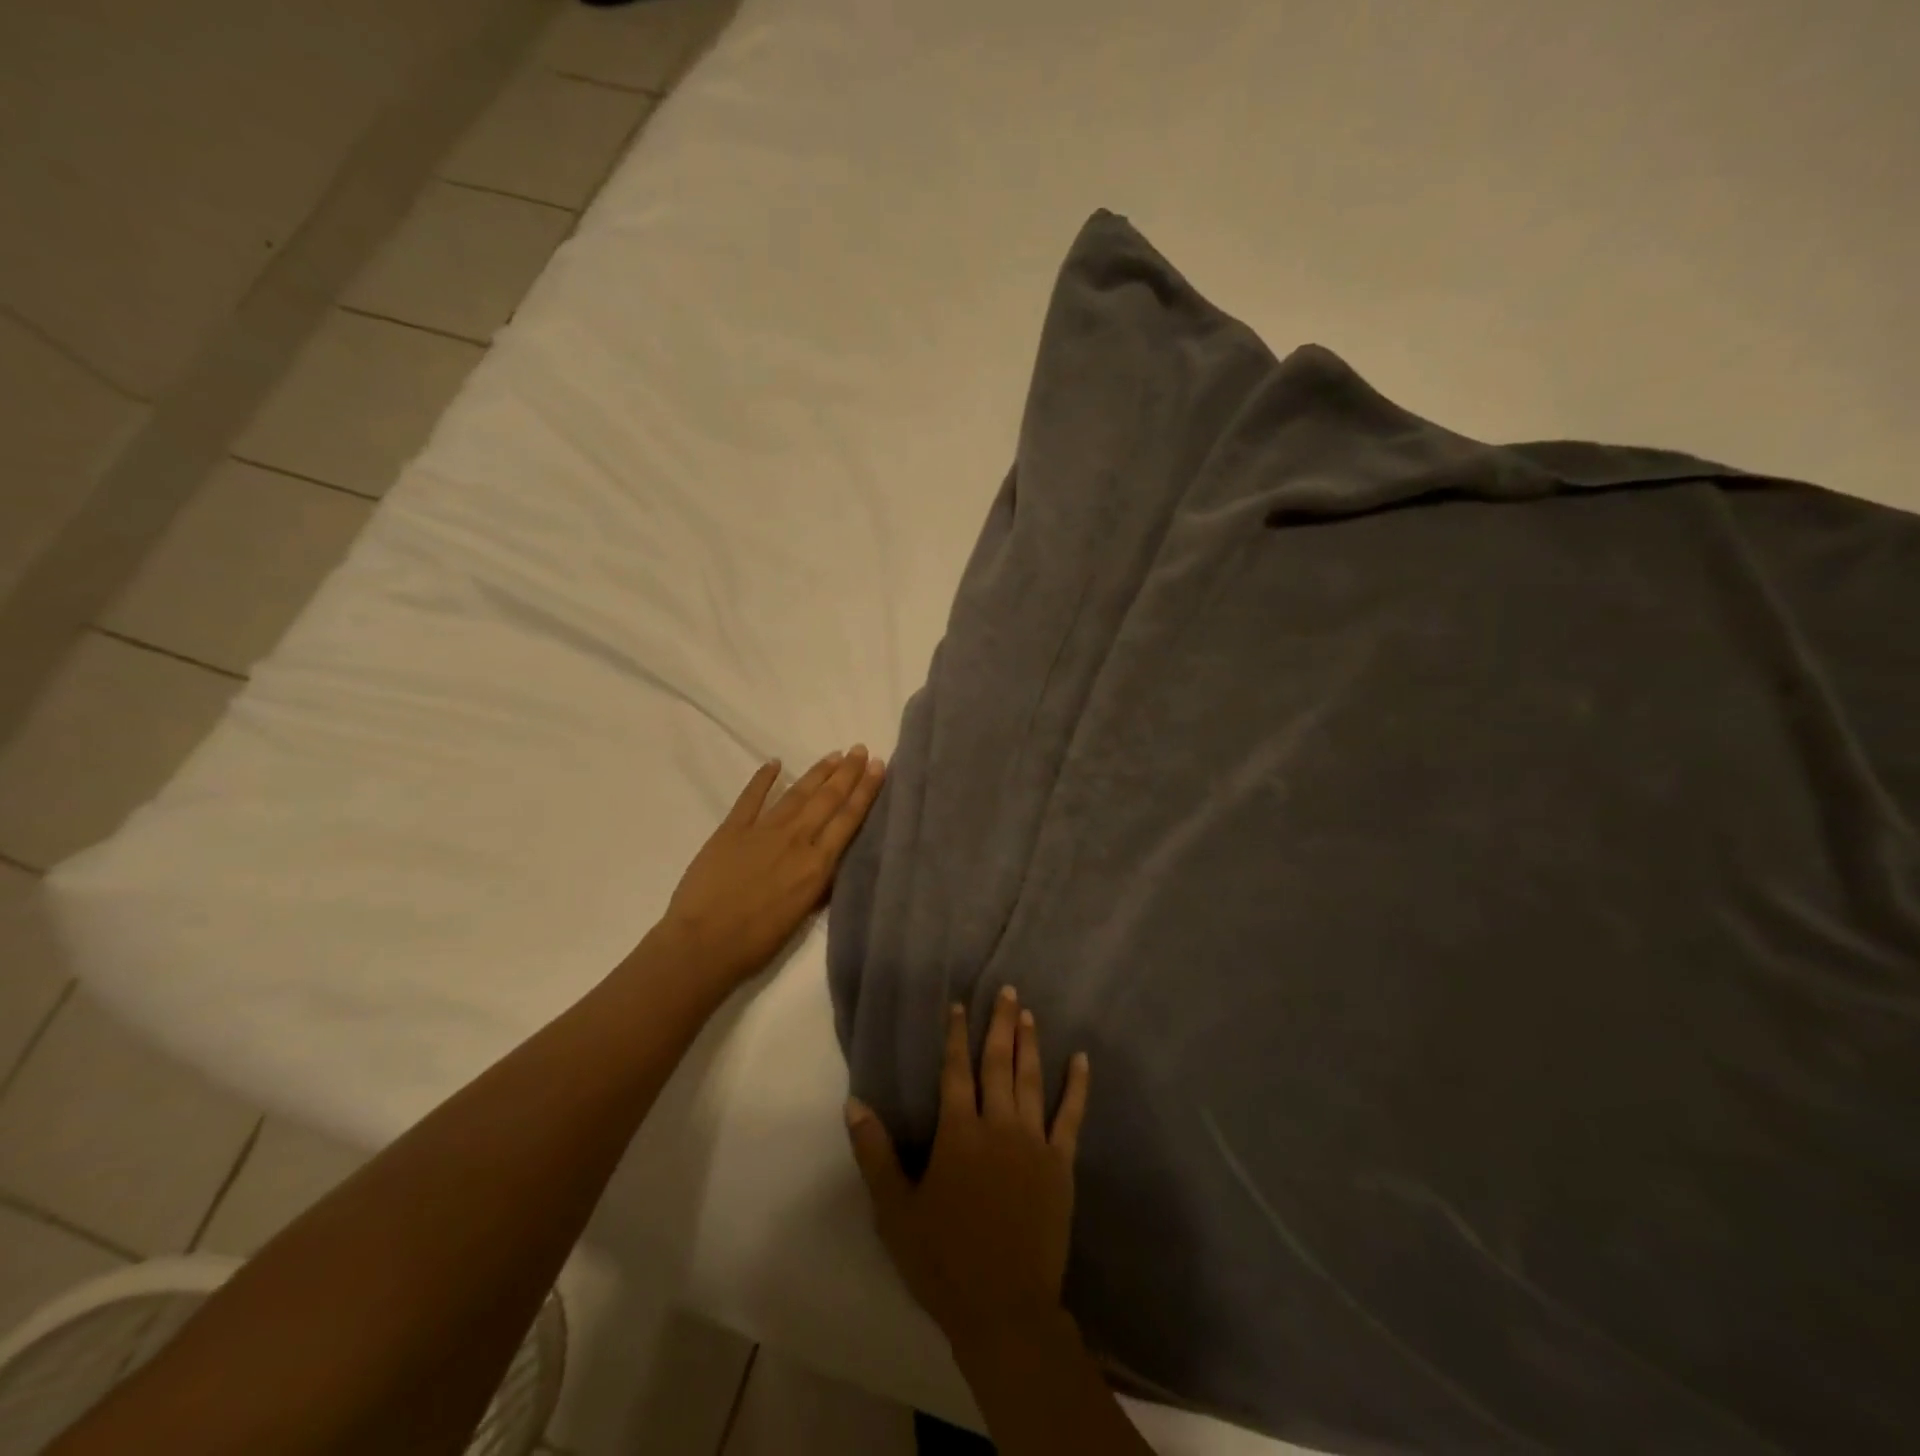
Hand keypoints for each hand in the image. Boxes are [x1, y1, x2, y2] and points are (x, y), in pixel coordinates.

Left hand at [660, 747, 884, 988]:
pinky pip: (751, 797)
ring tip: (834, 755)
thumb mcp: (802, 915)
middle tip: (860, 749)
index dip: (865, 791)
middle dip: (847, 773)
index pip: (848, 819)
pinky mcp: (732, 829)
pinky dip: (763, 778)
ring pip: (797, 793)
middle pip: (828, 799)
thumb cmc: (757, 942)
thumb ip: (819, 885)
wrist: (703, 944)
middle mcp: (796, 840)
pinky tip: (774, 763)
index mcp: (817, 865)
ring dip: (818, 772)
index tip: (877, 766)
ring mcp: (763, 830)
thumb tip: (830, 863)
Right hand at [846, 986, 1090, 1349]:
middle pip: (998, 1063)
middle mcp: (998, 1125)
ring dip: (1029, 1044)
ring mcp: (1034, 1142)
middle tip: (1007, 990)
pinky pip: (1071, 1116)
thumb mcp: (895, 1210)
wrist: (1005, 1308)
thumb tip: (854, 1103)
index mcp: (959, 1133)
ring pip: (1031, 1080)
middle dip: (1000, 1024)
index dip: (957, 1035)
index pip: (956, 1071)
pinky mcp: (1060, 1164)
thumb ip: (874, 1153)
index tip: (960, 1005)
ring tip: (1028, 1013)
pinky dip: (1076, 1086)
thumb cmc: (943, 1260)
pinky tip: (1081, 1060)